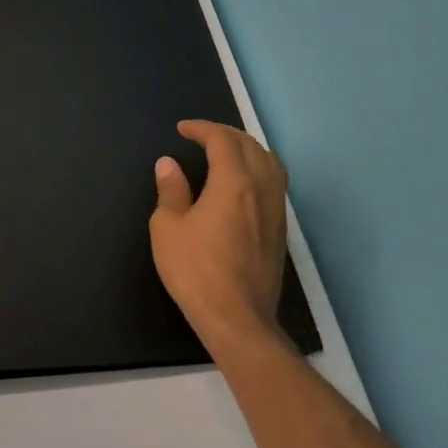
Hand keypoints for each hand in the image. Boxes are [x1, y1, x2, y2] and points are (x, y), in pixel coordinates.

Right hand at [150, 120, 290, 351]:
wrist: (237, 318)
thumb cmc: (196, 269)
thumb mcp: (168, 227)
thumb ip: (171, 191)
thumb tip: (169, 165)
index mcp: (234, 183)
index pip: (223, 141)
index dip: (202, 129)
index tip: (182, 130)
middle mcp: (262, 190)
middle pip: (252, 147)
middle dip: (227, 134)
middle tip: (203, 135)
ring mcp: (275, 212)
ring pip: (271, 164)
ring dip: (248, 150)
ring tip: (226, 152)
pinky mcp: (279, 232)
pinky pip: (274, 185)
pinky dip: (258, 170)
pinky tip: (242, 184)